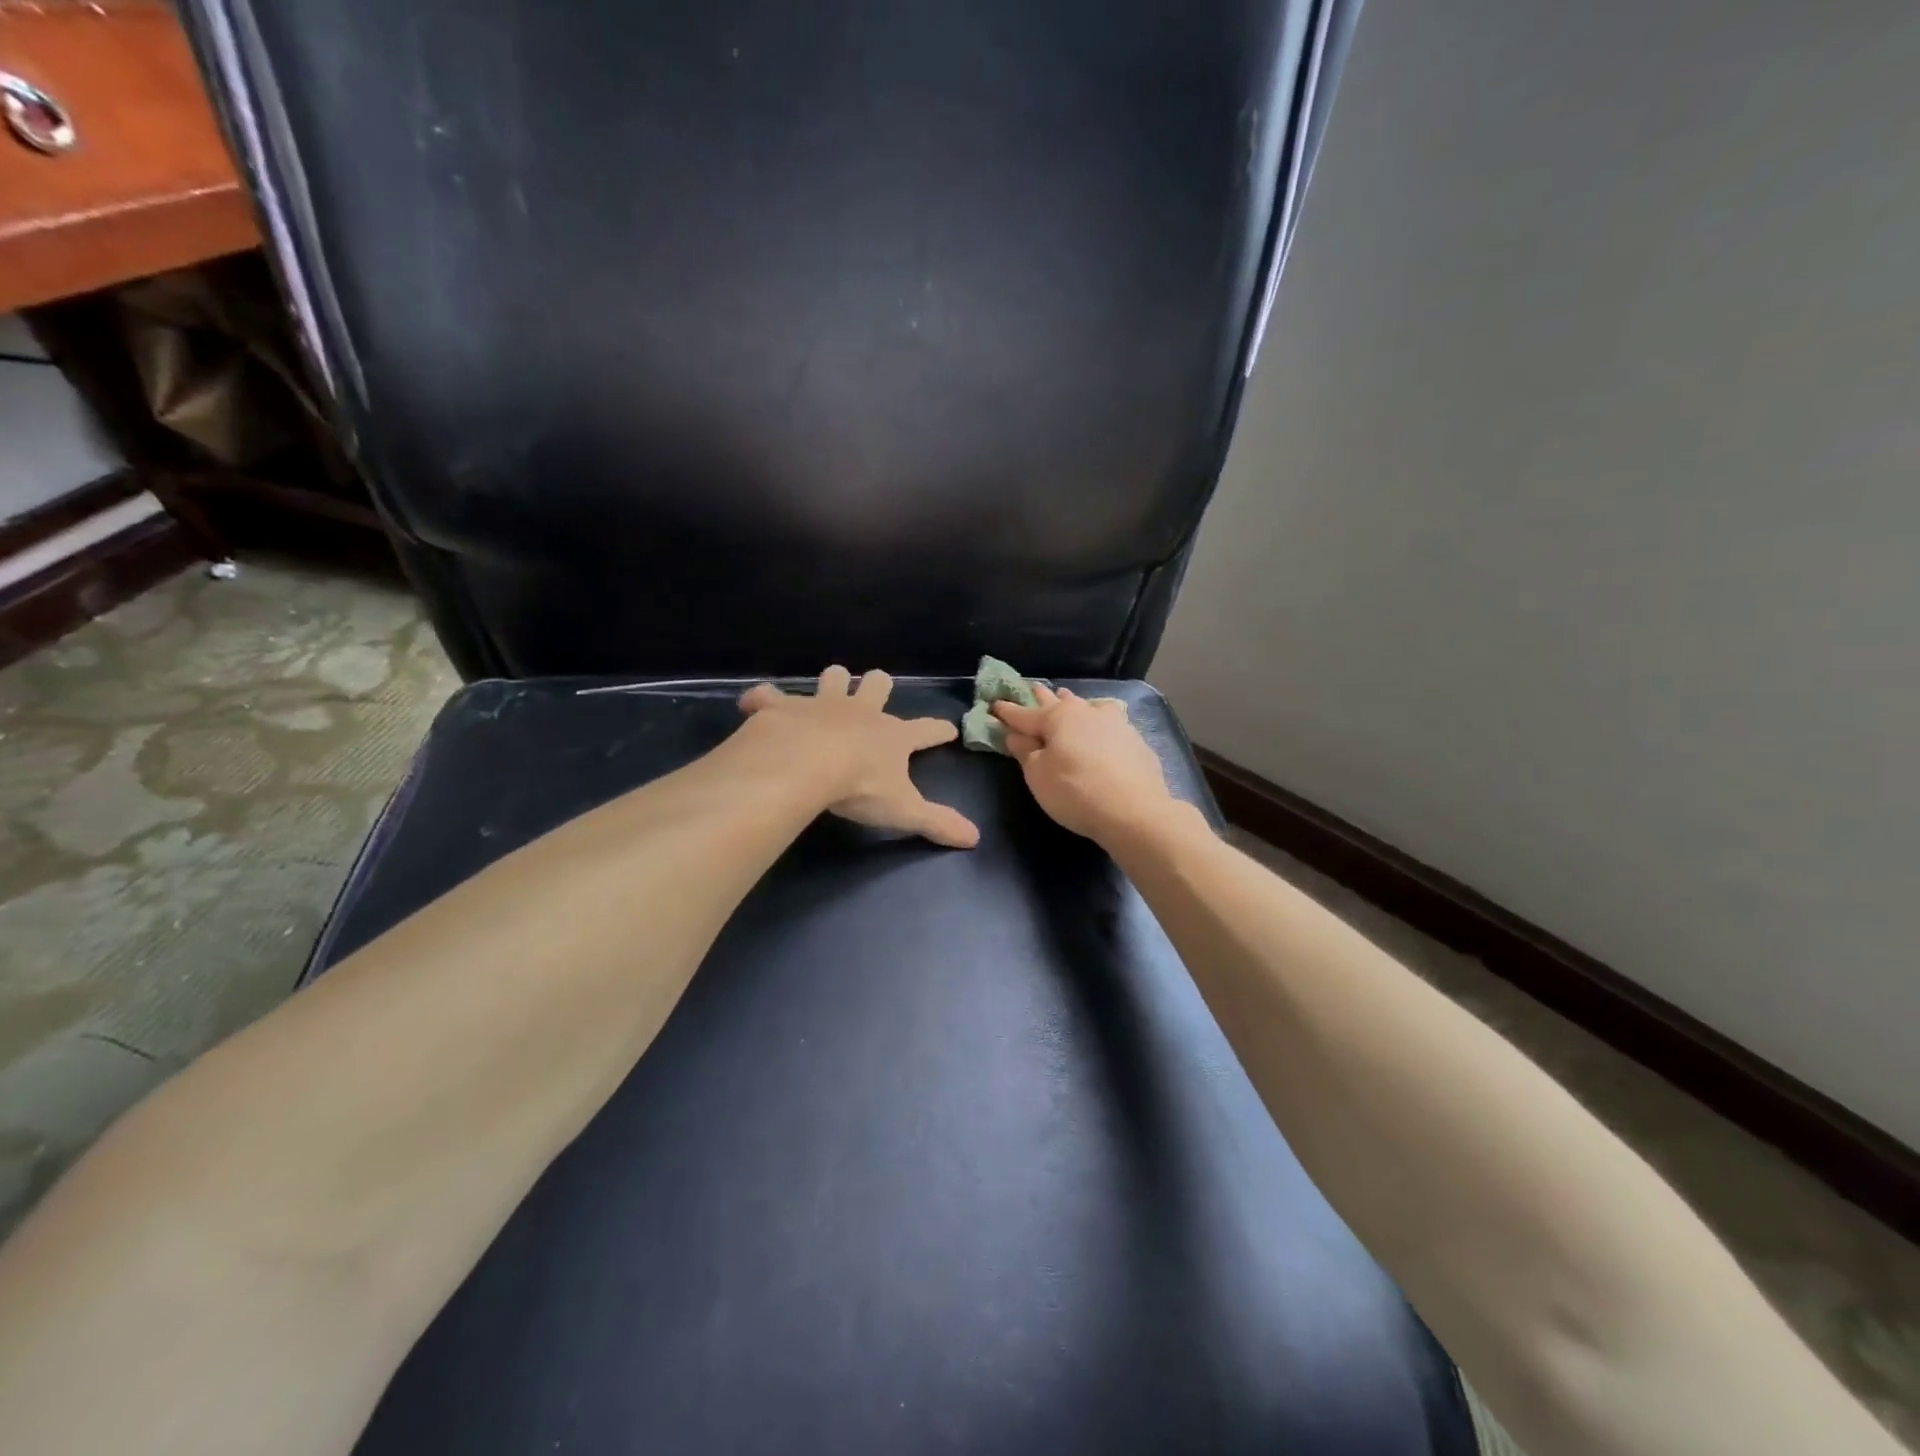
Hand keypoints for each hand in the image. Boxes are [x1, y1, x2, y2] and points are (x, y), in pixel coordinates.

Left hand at [738, 667, 979, 848]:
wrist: (805, 763)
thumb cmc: (860, 786)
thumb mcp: (904, 810)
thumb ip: (937, 822)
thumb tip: (975, 838)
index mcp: (891, 736)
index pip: (925, 730)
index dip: (939, 730)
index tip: (948, 729)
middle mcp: (860, 712)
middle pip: (878, 685)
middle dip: (879, 686)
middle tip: (876, 691)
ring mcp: (820, 704)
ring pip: (833, 678)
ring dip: (832, 682)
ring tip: (830, 688)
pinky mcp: (781, 707)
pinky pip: (768, 695)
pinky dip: (762, 700)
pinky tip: (757, 705)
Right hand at [992, 686, 1179, 843]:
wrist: (1134, 810)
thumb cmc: (1075, 791)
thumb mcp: (1038, 776)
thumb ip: (1025, 752)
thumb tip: (1016, 735)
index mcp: (1056, 718)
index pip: (1024, 714)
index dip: (1007, 711)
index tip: (994, 704)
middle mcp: (1085, 713)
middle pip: (1058, 702)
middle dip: (1041, 697)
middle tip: (1032, 688)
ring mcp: (1114, 723)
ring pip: (1087, 706)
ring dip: (1073, 702)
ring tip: (1067, 698)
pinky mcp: (1134, 740)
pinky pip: (1110, 721)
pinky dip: (1099, 720)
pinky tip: (1103, 723)